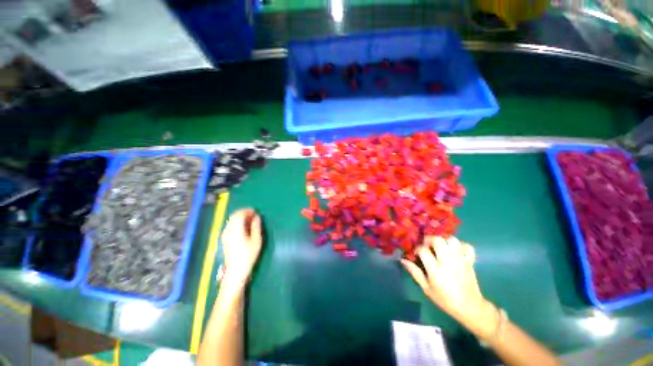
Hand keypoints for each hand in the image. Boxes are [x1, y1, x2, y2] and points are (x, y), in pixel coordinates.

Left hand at [220, 208, 262, 287]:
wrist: (235, 271)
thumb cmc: (248, 256)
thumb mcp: (256, 241)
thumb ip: (256, 227)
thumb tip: (257, 217)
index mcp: (236, 230)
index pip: (239, 214)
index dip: (248, 211)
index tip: (256, 212)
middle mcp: (228, 231)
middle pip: (234, 216)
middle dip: (244, 213)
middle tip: (254, 216)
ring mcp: (225, 235)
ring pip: (231, 220)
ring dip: (240, 218)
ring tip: (250, 222)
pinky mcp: (224, 239)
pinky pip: (230, 226)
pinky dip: (237, 223)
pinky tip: (244, 229)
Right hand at [401, 236, 495, 335]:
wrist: (470, 307)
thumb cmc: (445, 299)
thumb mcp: (426, 288)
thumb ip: (415, 272)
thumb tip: (403, 260)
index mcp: (435, 269)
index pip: (423, 250)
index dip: (417, 249)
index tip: (416, 254)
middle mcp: (448, 261)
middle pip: (437, 240)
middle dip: (429, 240)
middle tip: (427, 246)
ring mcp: (460, 259)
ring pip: (452, 240)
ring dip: (444, 240)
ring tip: (440, 246)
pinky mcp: (469, 261)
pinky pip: (467, 246)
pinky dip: (461, 245)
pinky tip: (455, 250)